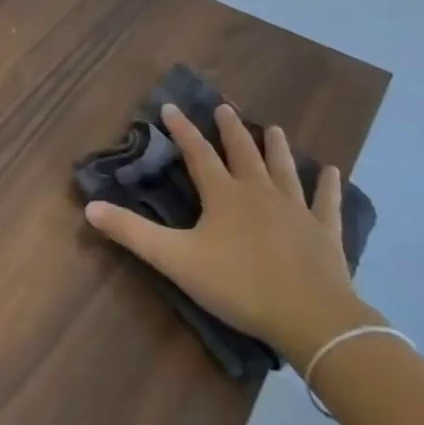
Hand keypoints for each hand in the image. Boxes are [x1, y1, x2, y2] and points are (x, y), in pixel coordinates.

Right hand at [85, 103, 375, 362]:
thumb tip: (90, 207)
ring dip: (276, 147)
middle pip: (243, 153)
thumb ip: (132, 233)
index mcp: (223, 195)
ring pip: (284, 169)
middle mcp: (259, 192)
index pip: (197, 154)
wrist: (311, 317)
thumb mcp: (175, 259)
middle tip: (225, 107)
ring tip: (274, 128)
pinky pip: (326, 203)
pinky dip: (329, 186)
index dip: (182, 130)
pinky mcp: (324, 233)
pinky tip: (333, 171)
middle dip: (231, 129)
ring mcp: (296, 210)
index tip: (171, 107)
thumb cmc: (239, 285)